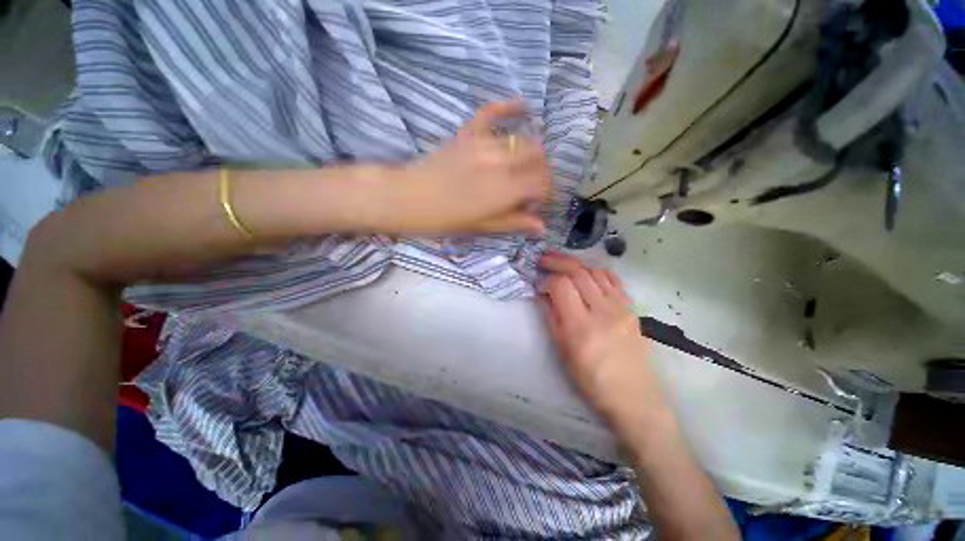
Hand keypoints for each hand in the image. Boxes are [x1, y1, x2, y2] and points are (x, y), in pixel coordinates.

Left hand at [385, 100, 551, 235]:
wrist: (408, 198)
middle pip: (538, 158)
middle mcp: (501, 162)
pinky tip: (523, 107)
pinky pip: (492, 112)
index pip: (542, 182)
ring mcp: (484, 143)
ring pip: (523, 140)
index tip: (534, 204)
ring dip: (530, 154)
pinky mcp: (468, 133)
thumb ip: (515, 223)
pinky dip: (509, 107)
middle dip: (541, 174)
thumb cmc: (445, 219)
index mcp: (505, 189)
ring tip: (522, 168)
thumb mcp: (483, 226)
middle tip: (530, 188)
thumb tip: (542, 227)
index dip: (544, 194)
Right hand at [539, 252, 668, 432]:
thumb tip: (542, 295)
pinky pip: (614, 280)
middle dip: (558, 262)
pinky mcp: (631, 308)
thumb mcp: (563, 351)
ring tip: (562, 262)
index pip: (561, 286)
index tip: (539, 284)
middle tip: (544, 259)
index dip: (547, 280)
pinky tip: (587, 271)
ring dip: (576, 264)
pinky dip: (597, 271)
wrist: (634, 396)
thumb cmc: (592, 379)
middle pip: (579, 273)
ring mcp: (620, 307)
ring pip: (596, 272)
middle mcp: (602, 310)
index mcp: (581, 325)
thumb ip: (551, 318)